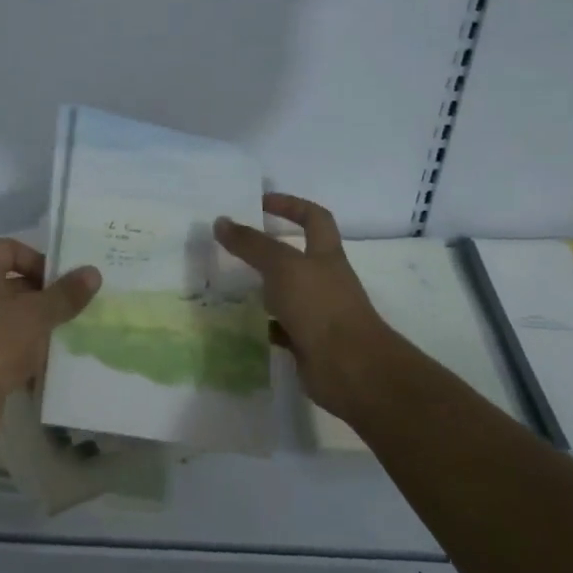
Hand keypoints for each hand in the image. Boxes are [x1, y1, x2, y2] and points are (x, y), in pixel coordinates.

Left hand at [0, 239, 101, 455]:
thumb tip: (93, 272)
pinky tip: (52, 367)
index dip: (36, 258)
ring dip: (39, 327)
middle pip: (12, 285)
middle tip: (77, 308)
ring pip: (12, 320)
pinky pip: (7, 350)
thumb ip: (65, 294)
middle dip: (45, 296)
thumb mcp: (35, 314)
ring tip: (71, 336)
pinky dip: (27, 355)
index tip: (62, 279)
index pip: (8, 249)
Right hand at [214, 193, 392, 421]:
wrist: (351, 369)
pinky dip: (264, 324)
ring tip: (230, 283)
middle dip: (269, 249)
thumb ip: (252, 244)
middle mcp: (325, 281)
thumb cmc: (320, 307)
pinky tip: (243, 322)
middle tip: (236, 245)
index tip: (260, 203)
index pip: (314, 218)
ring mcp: (318, 313)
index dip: (290, 205)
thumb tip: (221, 221)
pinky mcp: (308, 342)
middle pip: (297, 256)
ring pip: (287, 293)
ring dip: (263, 288)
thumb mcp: (283, 267)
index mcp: (326, 256)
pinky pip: (282, 327)